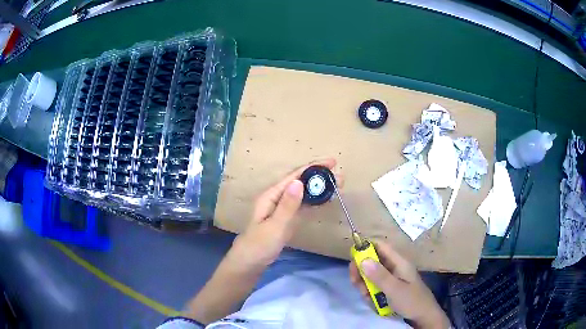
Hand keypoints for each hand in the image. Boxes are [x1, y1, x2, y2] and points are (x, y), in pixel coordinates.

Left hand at [226, 158, 340, 270]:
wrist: (250, 262)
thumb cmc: (259, 245)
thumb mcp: (275, 226)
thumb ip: (287, 206)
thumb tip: (299, 182)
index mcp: (271, 196)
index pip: (294, 177)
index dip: (313, 168)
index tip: (332, 162)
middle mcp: (277, 198)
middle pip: (300, 182)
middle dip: (319, 177)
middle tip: (340, 176)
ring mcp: (282, 208)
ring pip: (303, 194)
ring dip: (319, 188)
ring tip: (337, 184)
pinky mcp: (287, 218)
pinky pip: (303, 206)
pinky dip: (314, 201)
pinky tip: (325, 199)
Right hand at [349, 240, 449, 328]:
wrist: (423, 316)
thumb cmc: (411, 300)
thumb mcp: (394, 289)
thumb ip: (379, 275)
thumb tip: (362, 259)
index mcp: (398, 262)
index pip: (380, 246)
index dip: (366, 247)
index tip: (353, 259)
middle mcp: (394, 267)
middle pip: (373, 261)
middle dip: (362, 271)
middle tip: (355, 282)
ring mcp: (391, 279)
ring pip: (371, 275)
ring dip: (365, 285)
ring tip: (366, 295)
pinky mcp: (389, 288)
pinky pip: (375, 286)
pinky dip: (370, 292)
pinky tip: (371, 301)